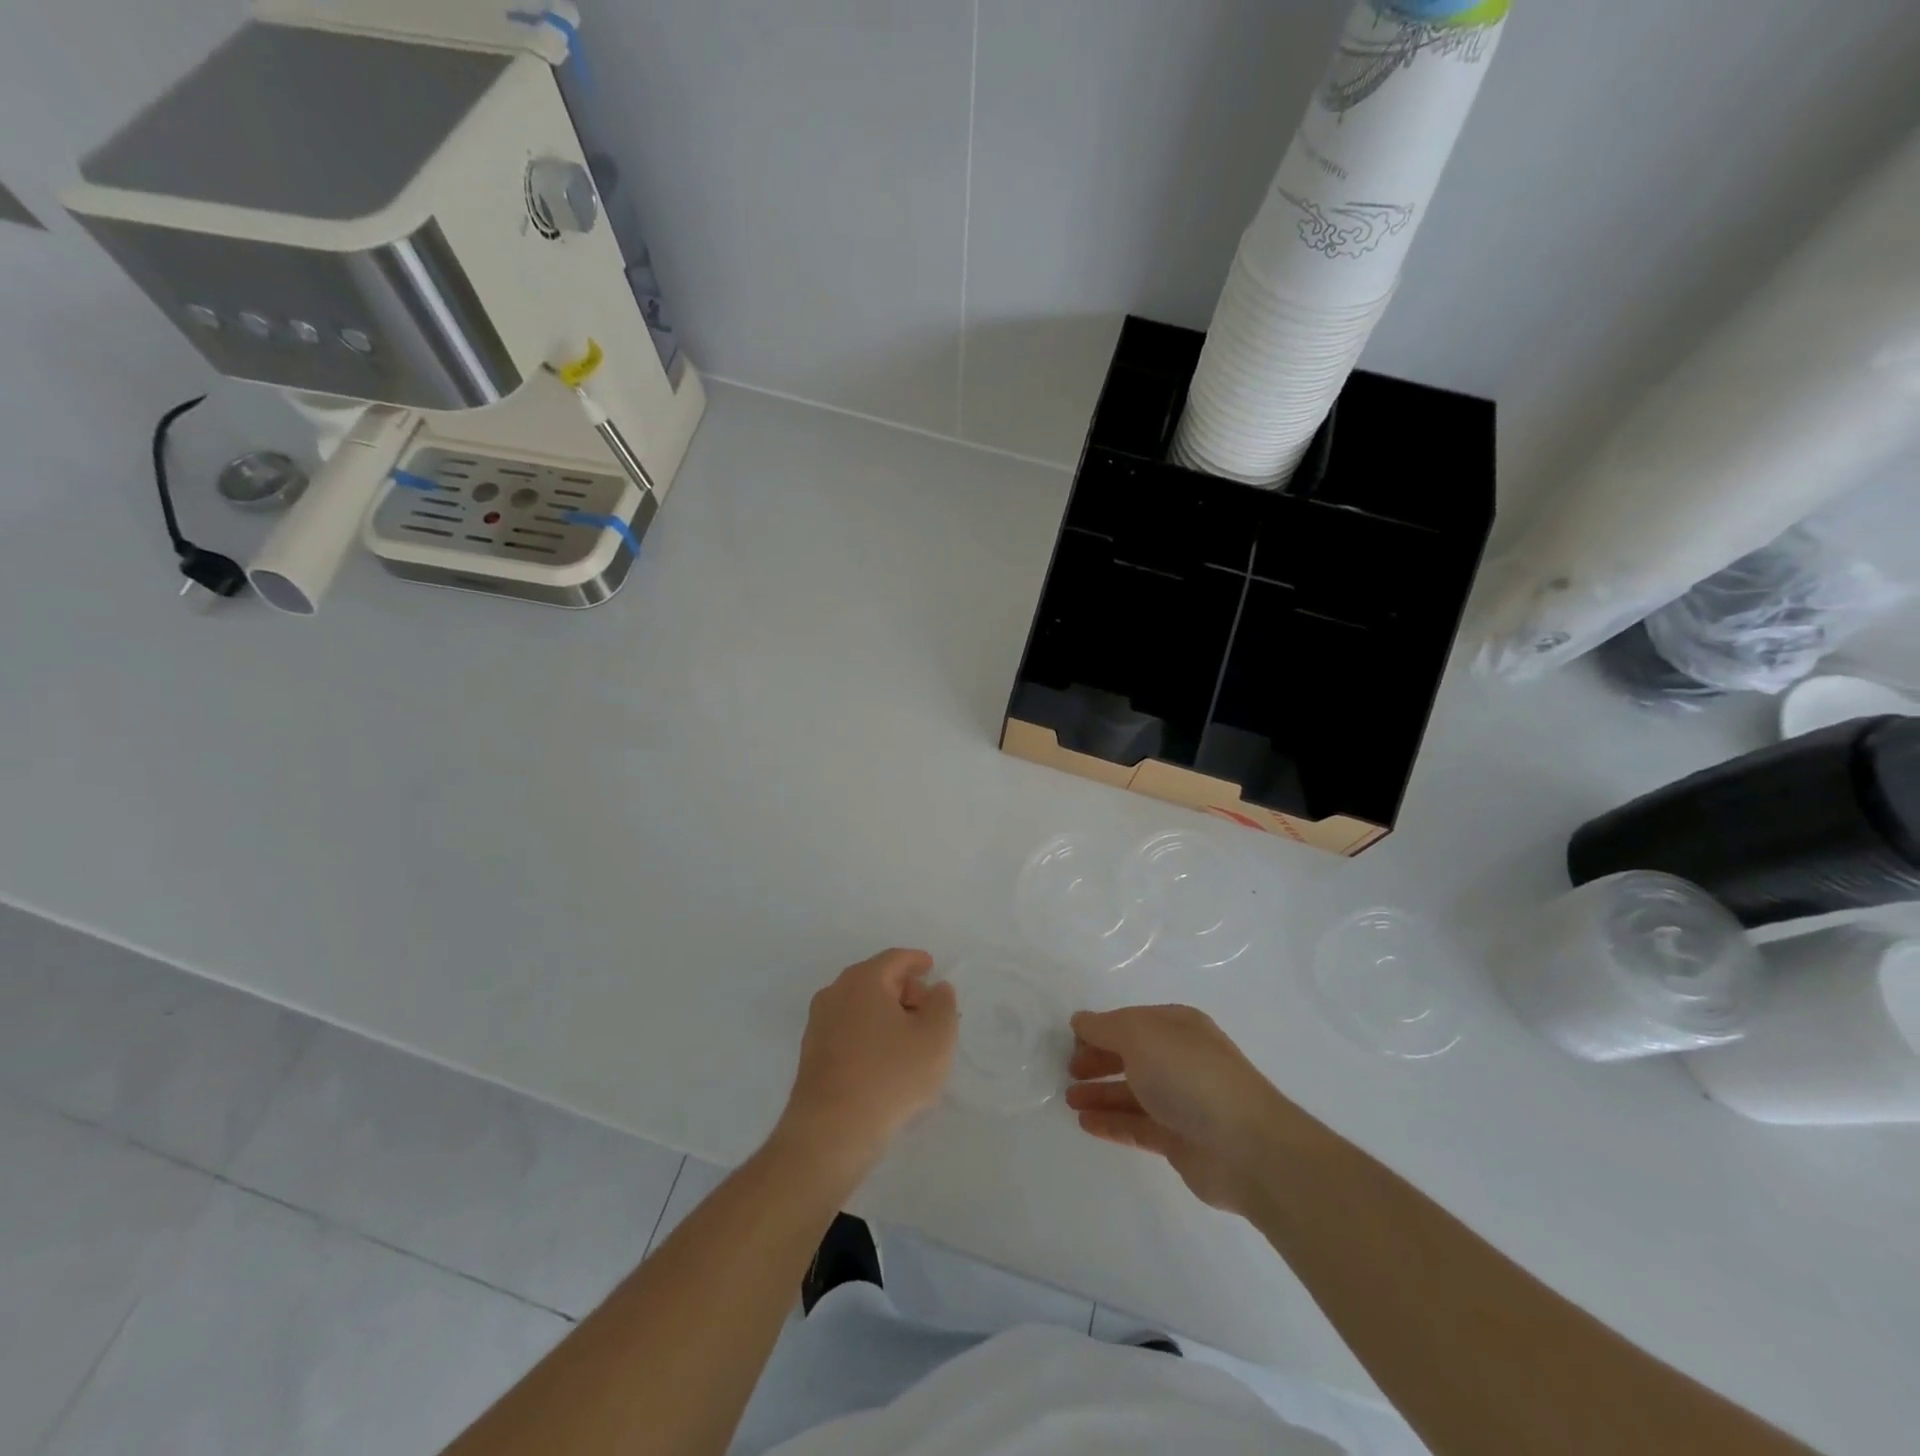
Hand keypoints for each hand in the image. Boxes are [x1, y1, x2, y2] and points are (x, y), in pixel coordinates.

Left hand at [776, 948, 957, 1177]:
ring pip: (860, 1007)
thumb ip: (943, 1004)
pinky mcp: (811, 1054)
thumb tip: (936, 989)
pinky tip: (885, 1061)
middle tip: (928, 1011)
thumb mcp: (936, 1038)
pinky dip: (869, 1034)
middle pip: (876, 980)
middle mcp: (835, 993)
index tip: (931, 968)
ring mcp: (818, 1024)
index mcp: (863, 980)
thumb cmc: (891, 1076)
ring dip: (886, 1015)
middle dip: (905, 990)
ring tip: (911, 1040)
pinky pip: (848, 1030)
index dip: (916, 961)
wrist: (832, 1131)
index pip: (895, 959)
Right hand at [1065, 1005, 1294, 1216]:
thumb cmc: (1190, 1077)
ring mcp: (1182, 1101)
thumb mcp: (1140, 1036)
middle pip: (1130, 1055)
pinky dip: (1112, 1123)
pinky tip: (1085, 1124)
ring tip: (1069, 1100)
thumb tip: (1080, 1021)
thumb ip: (1105, 1027)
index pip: (1129, 1021)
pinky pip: (1137, 1126)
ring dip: (1100, 1094)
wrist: (1247, 1148)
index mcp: (1177, 1026)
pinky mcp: (1180, 1140)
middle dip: (1098, 1060)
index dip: (1099, 1029)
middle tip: (1068, 1072)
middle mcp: (1180, 1059)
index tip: (1069, 1042)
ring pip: (1132, 1092)